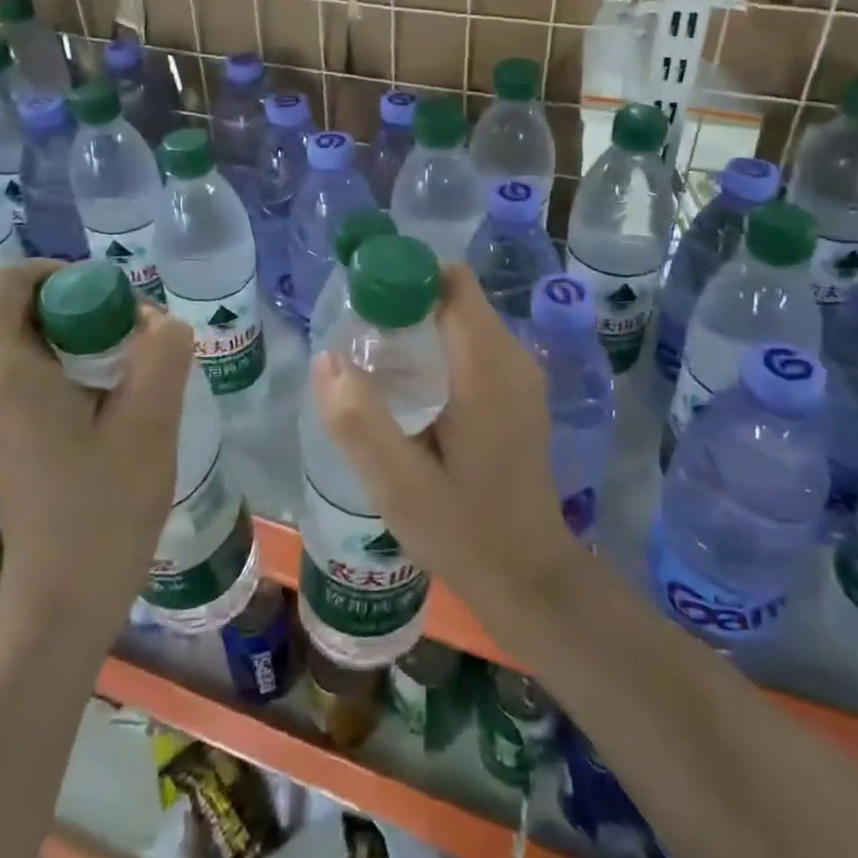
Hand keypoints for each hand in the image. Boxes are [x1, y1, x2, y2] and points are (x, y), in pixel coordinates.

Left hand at [0, 261, 194, 643]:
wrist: (66, 597)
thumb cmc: (104, 507)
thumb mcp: (150, 421)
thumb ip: (163, 354)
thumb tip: (158, 322)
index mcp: (13, 371)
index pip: (12, 281)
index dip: (62, 270)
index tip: (114, 298)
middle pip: (35, 310)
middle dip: (92, 310)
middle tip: (143, 342)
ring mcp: (1, 413)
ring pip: (46, 344)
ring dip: (95, 344)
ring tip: (142, 378)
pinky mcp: (16, 436)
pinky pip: (47, 377)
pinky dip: (86, 373)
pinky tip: (125, 409)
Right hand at [311, 265, 579, 636]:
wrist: (531, 579)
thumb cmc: (465, 533)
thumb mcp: (399, 486)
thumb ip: (359, 422)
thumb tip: (326, 359)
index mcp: (487, 370)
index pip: (451, 284)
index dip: (405, 278)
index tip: (362, 302)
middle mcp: (513, 359)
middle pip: (456, 297)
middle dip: (406, 303)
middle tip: (360, 340)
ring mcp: (521, 375)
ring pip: (464, 318)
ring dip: (420, 325)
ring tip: (376, 364)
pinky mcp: (519, 392)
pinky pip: (475, 343)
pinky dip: (439, 345)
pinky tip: (411, 389)